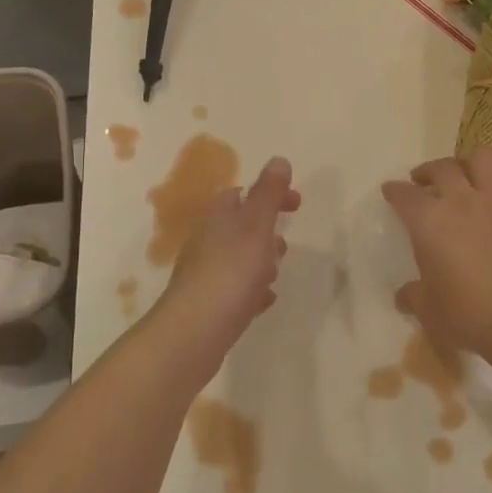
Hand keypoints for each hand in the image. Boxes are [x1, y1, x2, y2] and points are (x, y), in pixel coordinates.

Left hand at [150, 157, 300, 371]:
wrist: (194, 332)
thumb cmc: (230, 272)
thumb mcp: (255, 226)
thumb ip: (269, 194)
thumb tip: (279, 159)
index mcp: (218, 219)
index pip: (242, 194)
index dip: (270, 194)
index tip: (297, 204)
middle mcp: (207, 242)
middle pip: (238, 227)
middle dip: (265, 231)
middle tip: (284, 244)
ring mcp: (205, 275)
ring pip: (237, 259)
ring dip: (259, 261)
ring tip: (275, 274)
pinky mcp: (208, 305)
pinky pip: (235, 290)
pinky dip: (252, 290)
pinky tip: (264, 301)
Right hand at [382, 148, 491, 370]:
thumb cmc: (470, 315)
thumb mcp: (430, 311)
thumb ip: (413, 297)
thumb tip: (404, 295)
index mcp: (429, 222)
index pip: (404, 195)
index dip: (394, 191)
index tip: (390, 191)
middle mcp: (461, 202)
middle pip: (442, 168)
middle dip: (428, 171)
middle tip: (423, 182)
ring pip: (483, 159)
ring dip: (469, 162)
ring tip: (464, 175)